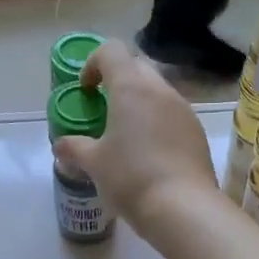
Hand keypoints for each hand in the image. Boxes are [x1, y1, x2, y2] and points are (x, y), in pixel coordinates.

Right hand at [55, 41, 217, 235]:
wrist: (183, 208)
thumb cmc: (131, 178)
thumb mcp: (94, 164)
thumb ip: (74, 149)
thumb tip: (60, 147)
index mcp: (131, 87)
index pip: (111, 51)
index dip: (93, 64)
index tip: (86, 91)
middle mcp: (161, 90)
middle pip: (137, 67)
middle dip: (118, 81)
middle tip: (105, 111)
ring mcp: (185, 111)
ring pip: (159, 93)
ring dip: (141, 104)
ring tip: (128, 136)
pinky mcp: (198, 133)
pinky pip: (174, 116)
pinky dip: (159, 124)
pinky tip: (151, 156)